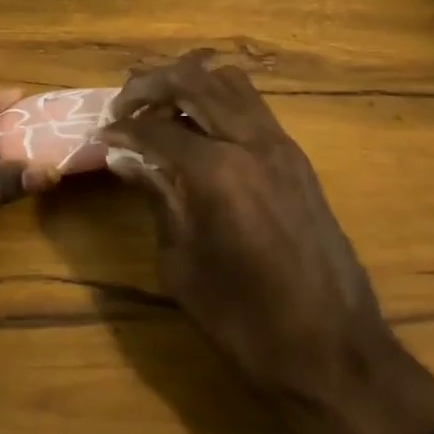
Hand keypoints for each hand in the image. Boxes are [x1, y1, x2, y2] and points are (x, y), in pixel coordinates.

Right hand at [103, 52, 433, 433]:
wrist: (333, 353)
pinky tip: (199, 129)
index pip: (157, 128)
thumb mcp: (182, 264)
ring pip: (229, 81)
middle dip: (150, 83)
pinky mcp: (297, 158)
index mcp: (218, 172)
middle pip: (194, 80)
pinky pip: (252, 105)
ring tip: (160, 107)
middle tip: (123, 104)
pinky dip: (218, 99)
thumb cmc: (245, 321)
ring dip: (188, 82)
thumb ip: (156, 197)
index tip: (100, 135)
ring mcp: (281, 145)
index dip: (122, 128)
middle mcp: (252, 142)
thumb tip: (123, 158)